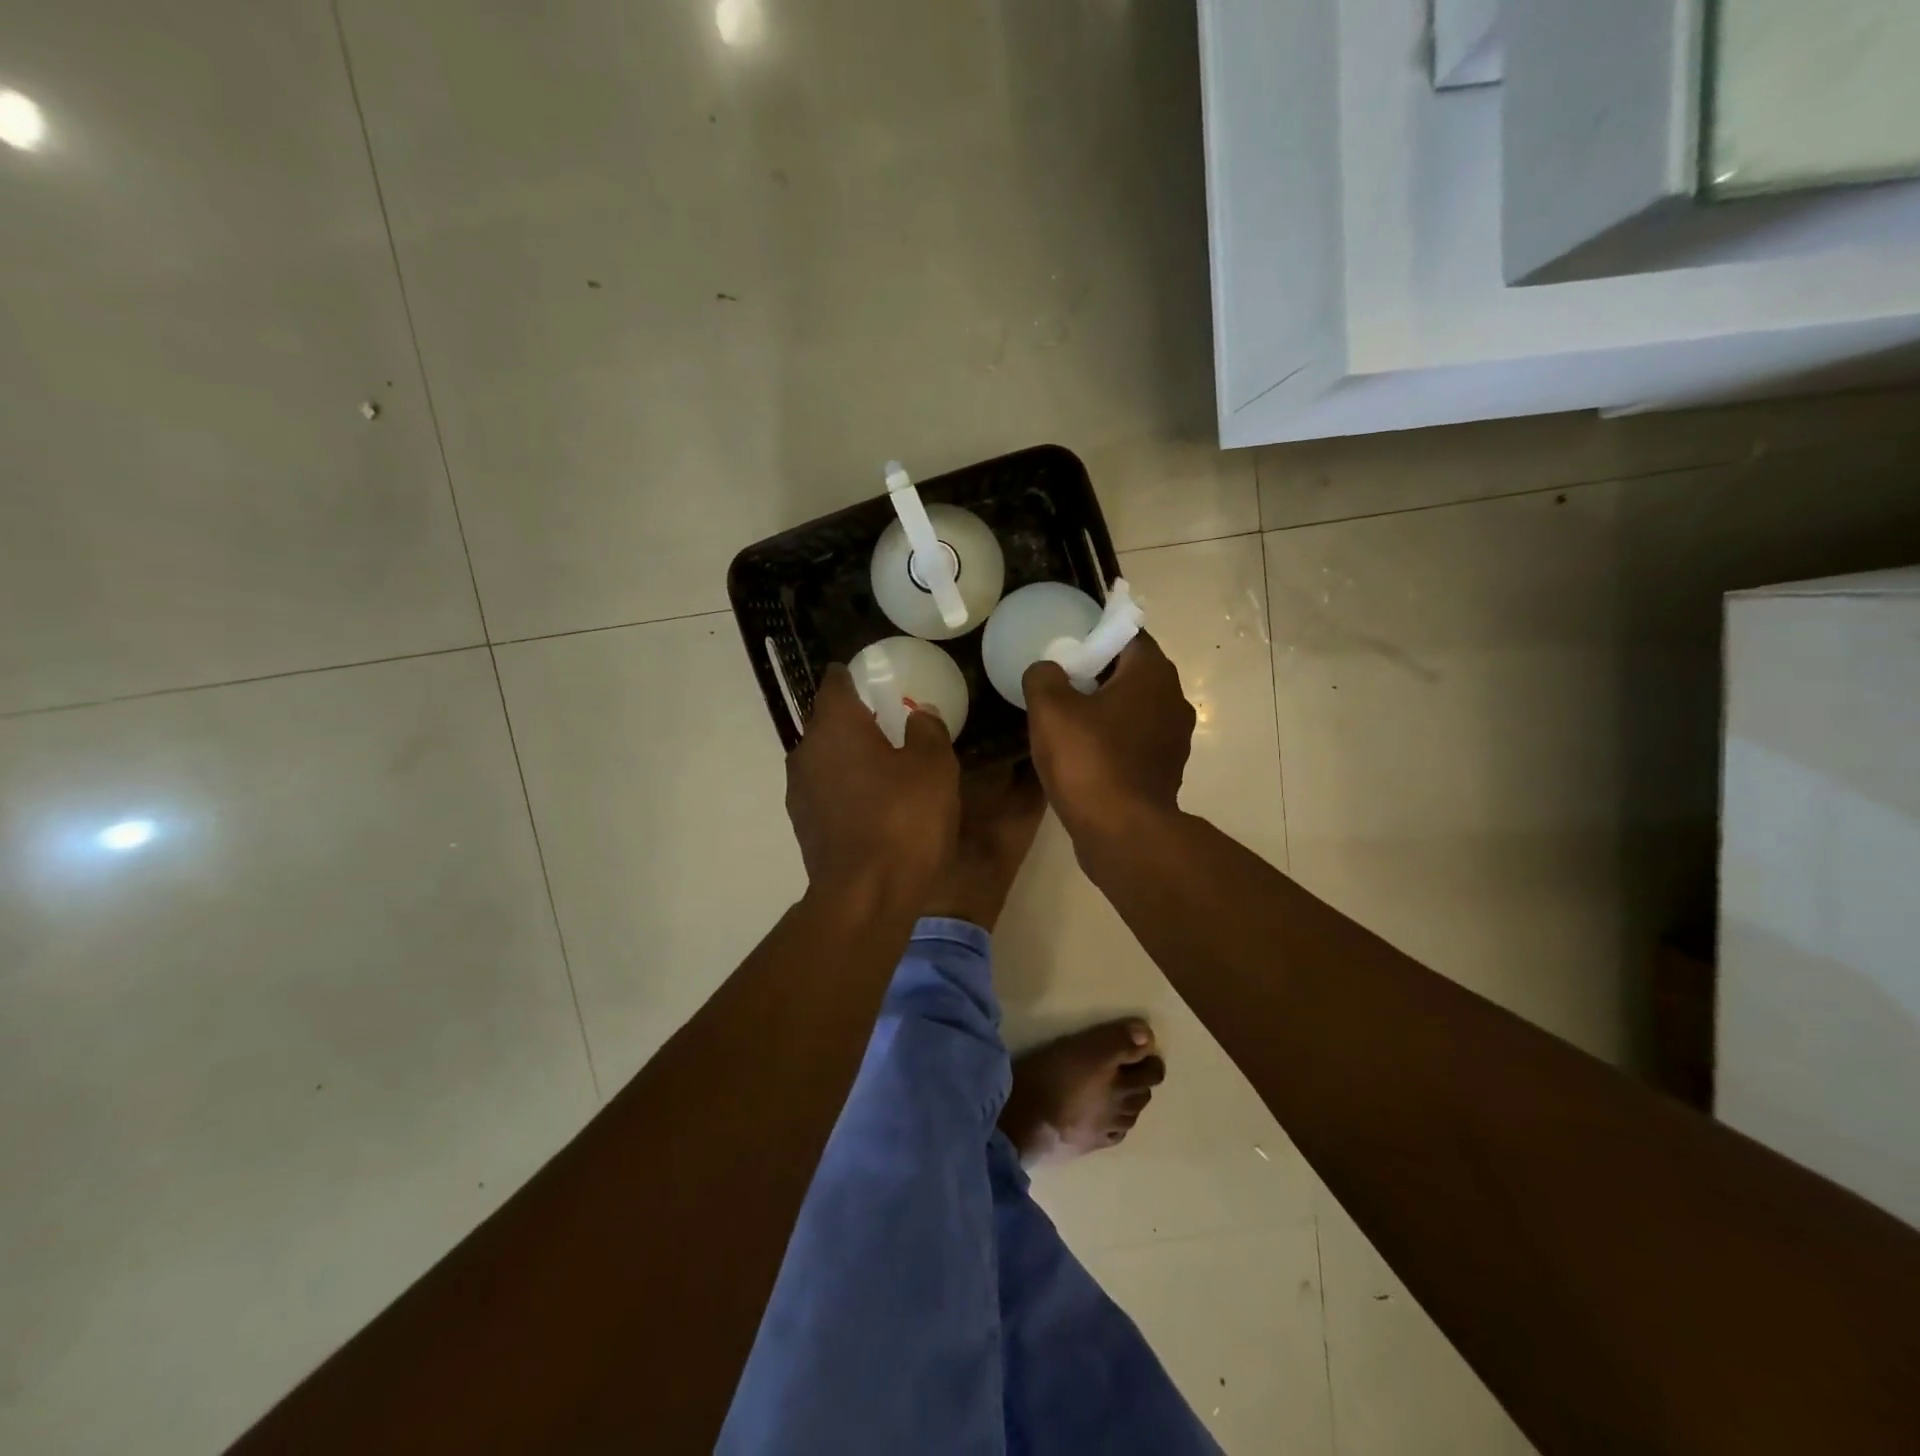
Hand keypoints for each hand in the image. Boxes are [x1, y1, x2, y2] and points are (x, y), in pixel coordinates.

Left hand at [786, 664, 960, 906]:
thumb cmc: (904, 819)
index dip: (853, 676)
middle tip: (890, 724)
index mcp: (835, 725)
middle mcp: (807, 750)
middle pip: (827, 722)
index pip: (835, 683)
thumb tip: (919, 714)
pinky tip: (873, 805)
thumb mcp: (934, 766)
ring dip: (849, 757)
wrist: (866, 896)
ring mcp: (800, 791)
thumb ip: (927, 730)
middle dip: (854, 719)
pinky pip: (826, 791)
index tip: (874, 679)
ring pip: (825, 758)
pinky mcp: (803, 825)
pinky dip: (845, 788)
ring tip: (884, 767)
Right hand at [1022, 633, 1194, 846]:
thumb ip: (1044, 676)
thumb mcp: (1050, 710)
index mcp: (1153, 674)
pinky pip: (1137, 741)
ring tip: (1069, 721)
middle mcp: (1174, 699)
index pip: (1127, 635)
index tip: (1066, 649)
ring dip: (1107, 710)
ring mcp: (1175, 738)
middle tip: (1061, 684)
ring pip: (1135, 708)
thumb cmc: (1088, 761)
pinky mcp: (1167, 770)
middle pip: (1132, 672)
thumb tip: (1048, 670)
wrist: (1122, 832)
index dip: (1095, 637)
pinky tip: (1085, 754)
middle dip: (1098, 674)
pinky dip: (1115, 740)